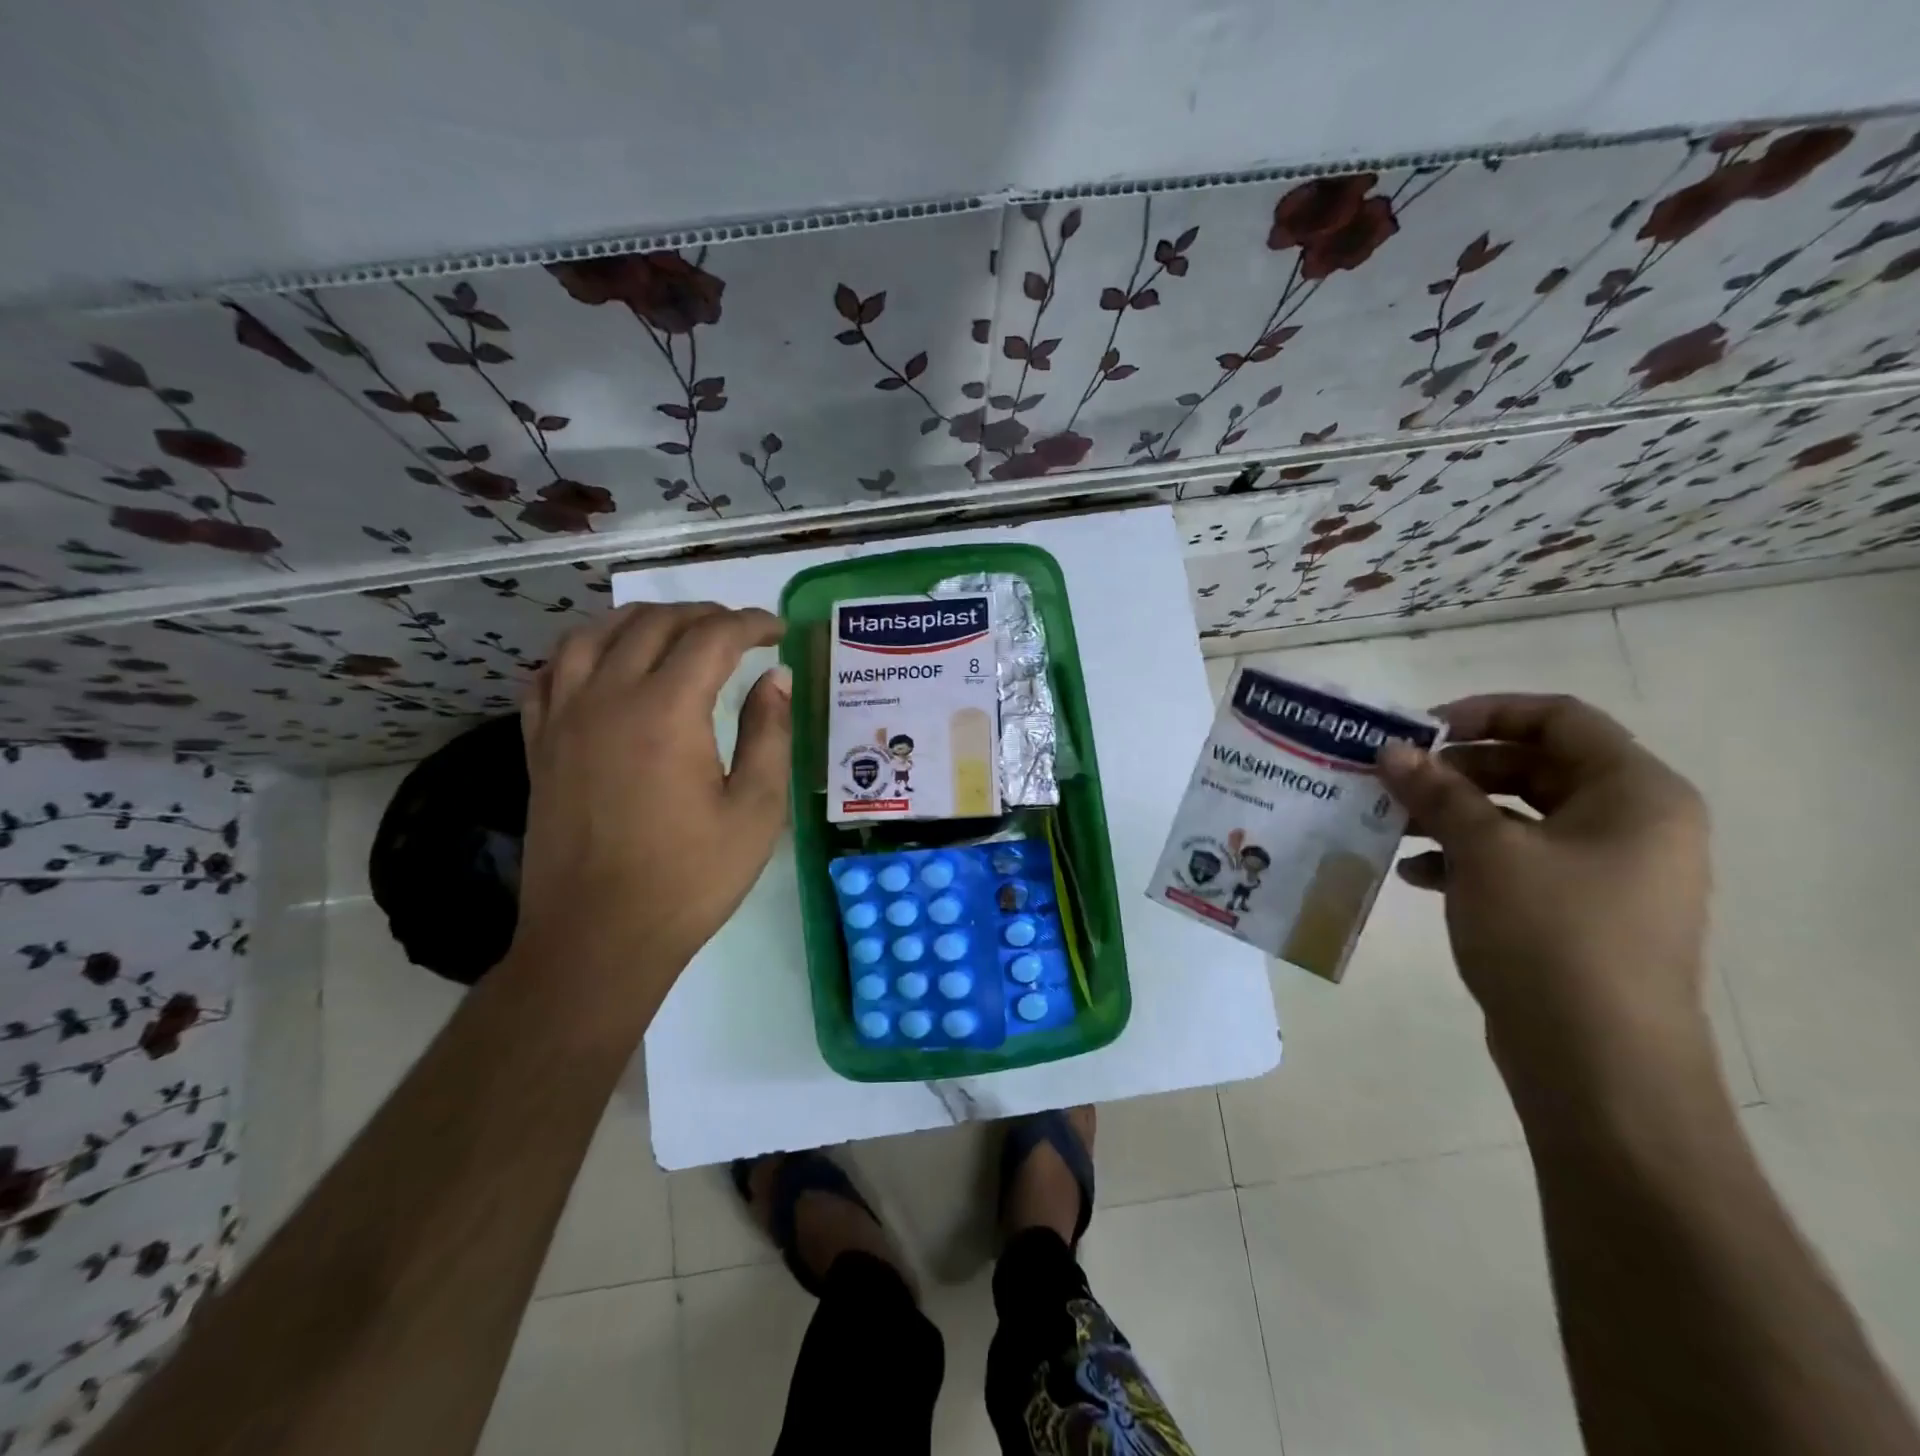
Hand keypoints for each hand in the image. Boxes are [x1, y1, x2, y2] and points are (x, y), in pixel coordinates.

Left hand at [512, 602, 790, 988]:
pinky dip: (584, 651)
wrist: (599, 938)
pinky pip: (551, 672)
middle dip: (703, 615)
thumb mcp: (755, 810)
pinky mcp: (538, 744)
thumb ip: (769, 734)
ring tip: (674, 632)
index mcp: (666, 711)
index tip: (778, 631)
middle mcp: (607, 697)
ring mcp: (563, 718)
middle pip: (653, 624)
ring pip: (594, 634)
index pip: (712, 638)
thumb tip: (776, 679)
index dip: (751, 624)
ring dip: (641, 621)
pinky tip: (604, 663)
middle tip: (738, 631)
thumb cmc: (690, 879)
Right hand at [1377, 694, 1713, 1109]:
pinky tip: (1415, 872)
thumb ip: (1438, 792)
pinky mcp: (1575, 913)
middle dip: (1458, 769)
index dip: (1487, 712)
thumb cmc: (1554, 937)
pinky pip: (1515, 862)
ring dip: (1452, 813)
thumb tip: (1391, 750)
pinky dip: (1464, 858)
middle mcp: (1630, 825)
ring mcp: (1604, 873)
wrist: (1599, 1066)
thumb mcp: (1486, 852)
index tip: (1420, 730)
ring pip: (1518, 817)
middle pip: (1535, 766)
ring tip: (1391, 822)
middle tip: (1394, 777)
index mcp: (1635, 794)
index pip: (1560, 719)